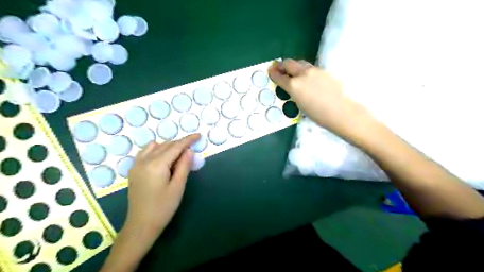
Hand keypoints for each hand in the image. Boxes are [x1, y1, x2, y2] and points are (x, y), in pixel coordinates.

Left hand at [124, 134, 199, 237]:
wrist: (141, 225)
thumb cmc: (163, 207)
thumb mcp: (178, 186)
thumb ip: (184, 166)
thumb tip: (188, 151)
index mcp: (157, 164)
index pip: (175, 146)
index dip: (188, 140)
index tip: (198, 135)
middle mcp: (144, 160)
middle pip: (165, 145)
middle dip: (179, 144)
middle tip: (191, 150)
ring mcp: (136, 164)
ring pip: (155, 147)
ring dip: (168, 146)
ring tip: (178, 156)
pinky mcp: (134, 170)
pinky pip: (145, 152)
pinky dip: (156, 150)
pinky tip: (163, 158)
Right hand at [268, 60, 371, 139]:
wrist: (341, 111)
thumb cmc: (318, 114)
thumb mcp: (300, 105)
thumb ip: (293, 92)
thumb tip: (292, 87)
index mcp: (294, 85)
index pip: (279, 76)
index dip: (273, 73)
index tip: (270, 71)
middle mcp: (302, 74)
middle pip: (289, 63)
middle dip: (282, 65)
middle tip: (279, 68)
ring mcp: (314, 70)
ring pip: (300, 63)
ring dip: (294, 65)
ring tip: (292, 71)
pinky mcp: (324, 71)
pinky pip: (310, 67)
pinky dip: (305, 70)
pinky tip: (307, 77)